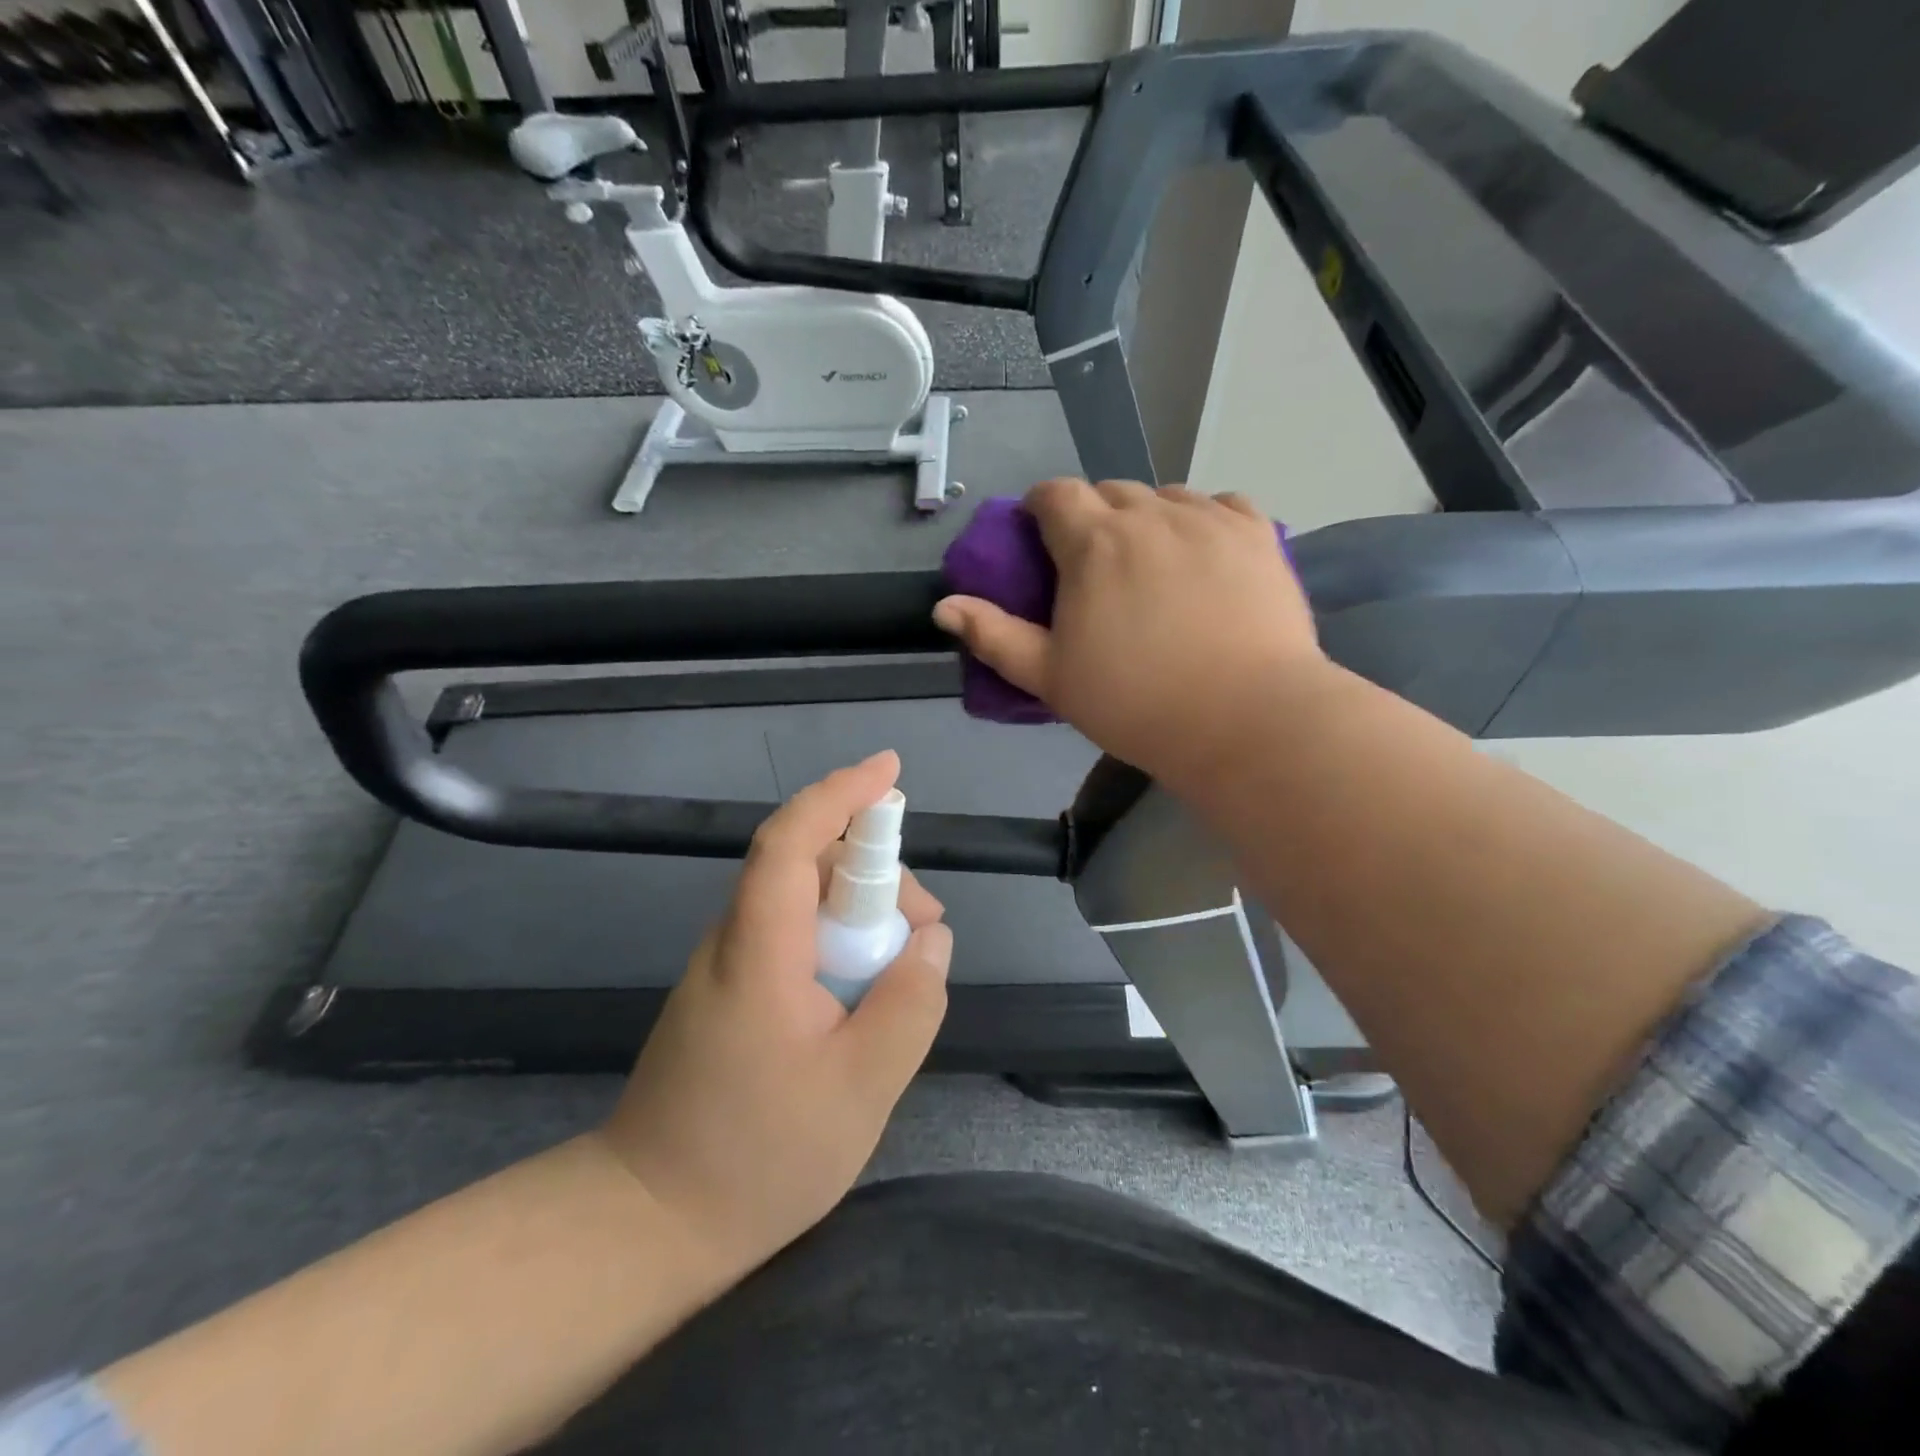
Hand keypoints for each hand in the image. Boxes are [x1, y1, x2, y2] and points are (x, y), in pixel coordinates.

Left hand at [597, 751, 950, 1275]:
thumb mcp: (862, 1087)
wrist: (650, 1223)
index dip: (841, 794)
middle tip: (926, 932)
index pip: (792, 841)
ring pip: (802, 904)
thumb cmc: (758, 1158)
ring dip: (860, 915)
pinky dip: (837, 944)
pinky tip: (863, 995)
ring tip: (903, 972)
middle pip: (807, 867)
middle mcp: (733, 941)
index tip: (890, 771)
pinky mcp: (728, 993)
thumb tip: (931, 941)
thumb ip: (909, 1003)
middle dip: (876, 876)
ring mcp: (725, 967)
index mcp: (759, 950)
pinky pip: (791, 939)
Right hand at [932, 478, 1322, 786]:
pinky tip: (1203, 555)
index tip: (1042, 539)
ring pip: (1165, 495)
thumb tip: (944, 606)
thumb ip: (995, 636)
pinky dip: (1202, 519)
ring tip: (1153, 563)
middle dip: (1093, 517)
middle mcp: (1150, 513)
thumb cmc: (1135, 704)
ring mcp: (1209, 518)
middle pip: (1109, 491)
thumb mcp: (1050, 678)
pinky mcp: (1257, 533)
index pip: (1054, 494)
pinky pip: (1219, 504)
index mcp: (1093, 542)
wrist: (1245, 721)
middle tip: (1096, 566)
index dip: (1041, 509)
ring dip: (1147, 517)